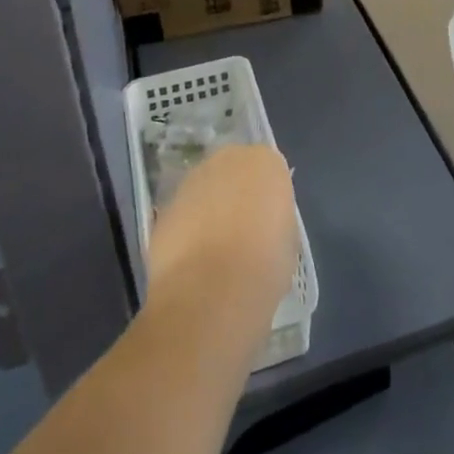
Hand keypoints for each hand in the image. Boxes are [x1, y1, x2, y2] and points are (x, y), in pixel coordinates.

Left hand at [146, 146, 298, 323]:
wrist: (208, 293)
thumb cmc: (263, 268)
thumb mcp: (287, 244)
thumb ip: (275, 221)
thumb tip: (263, 228)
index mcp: (266, 163)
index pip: (270, 172)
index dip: (269, 201)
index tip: (269, 228)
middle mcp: (227, 160)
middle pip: (235, 173)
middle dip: (237, 197)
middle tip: (243, 236)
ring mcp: (191, 181)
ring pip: (206, 190)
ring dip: (210, 211)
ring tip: (214, 255)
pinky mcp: (165, 207)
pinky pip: (184, 213)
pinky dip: (188, 230)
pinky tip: (192, 264)